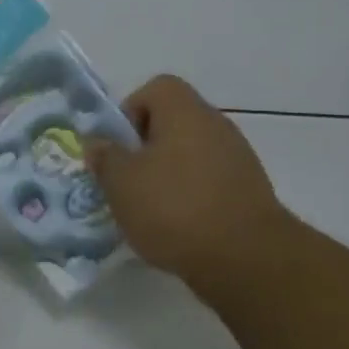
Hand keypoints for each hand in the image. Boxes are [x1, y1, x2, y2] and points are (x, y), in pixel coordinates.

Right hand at [86, 74, 292, 298]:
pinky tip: (179, 228)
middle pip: (173, 123)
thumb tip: (98, 143)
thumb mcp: (121, 183)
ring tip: (151, 211)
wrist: (248, 260)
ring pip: (191, 154)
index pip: (156, 88)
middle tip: (128, 181)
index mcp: (185, 111)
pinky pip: (210, 182)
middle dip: (146, 149)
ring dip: (168, 175)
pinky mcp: (250, 192)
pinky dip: (192, 197)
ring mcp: (238, 158)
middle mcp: (216, 125)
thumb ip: (105, 157)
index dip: (131, 111)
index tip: (120, 147)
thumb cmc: (175, 208)